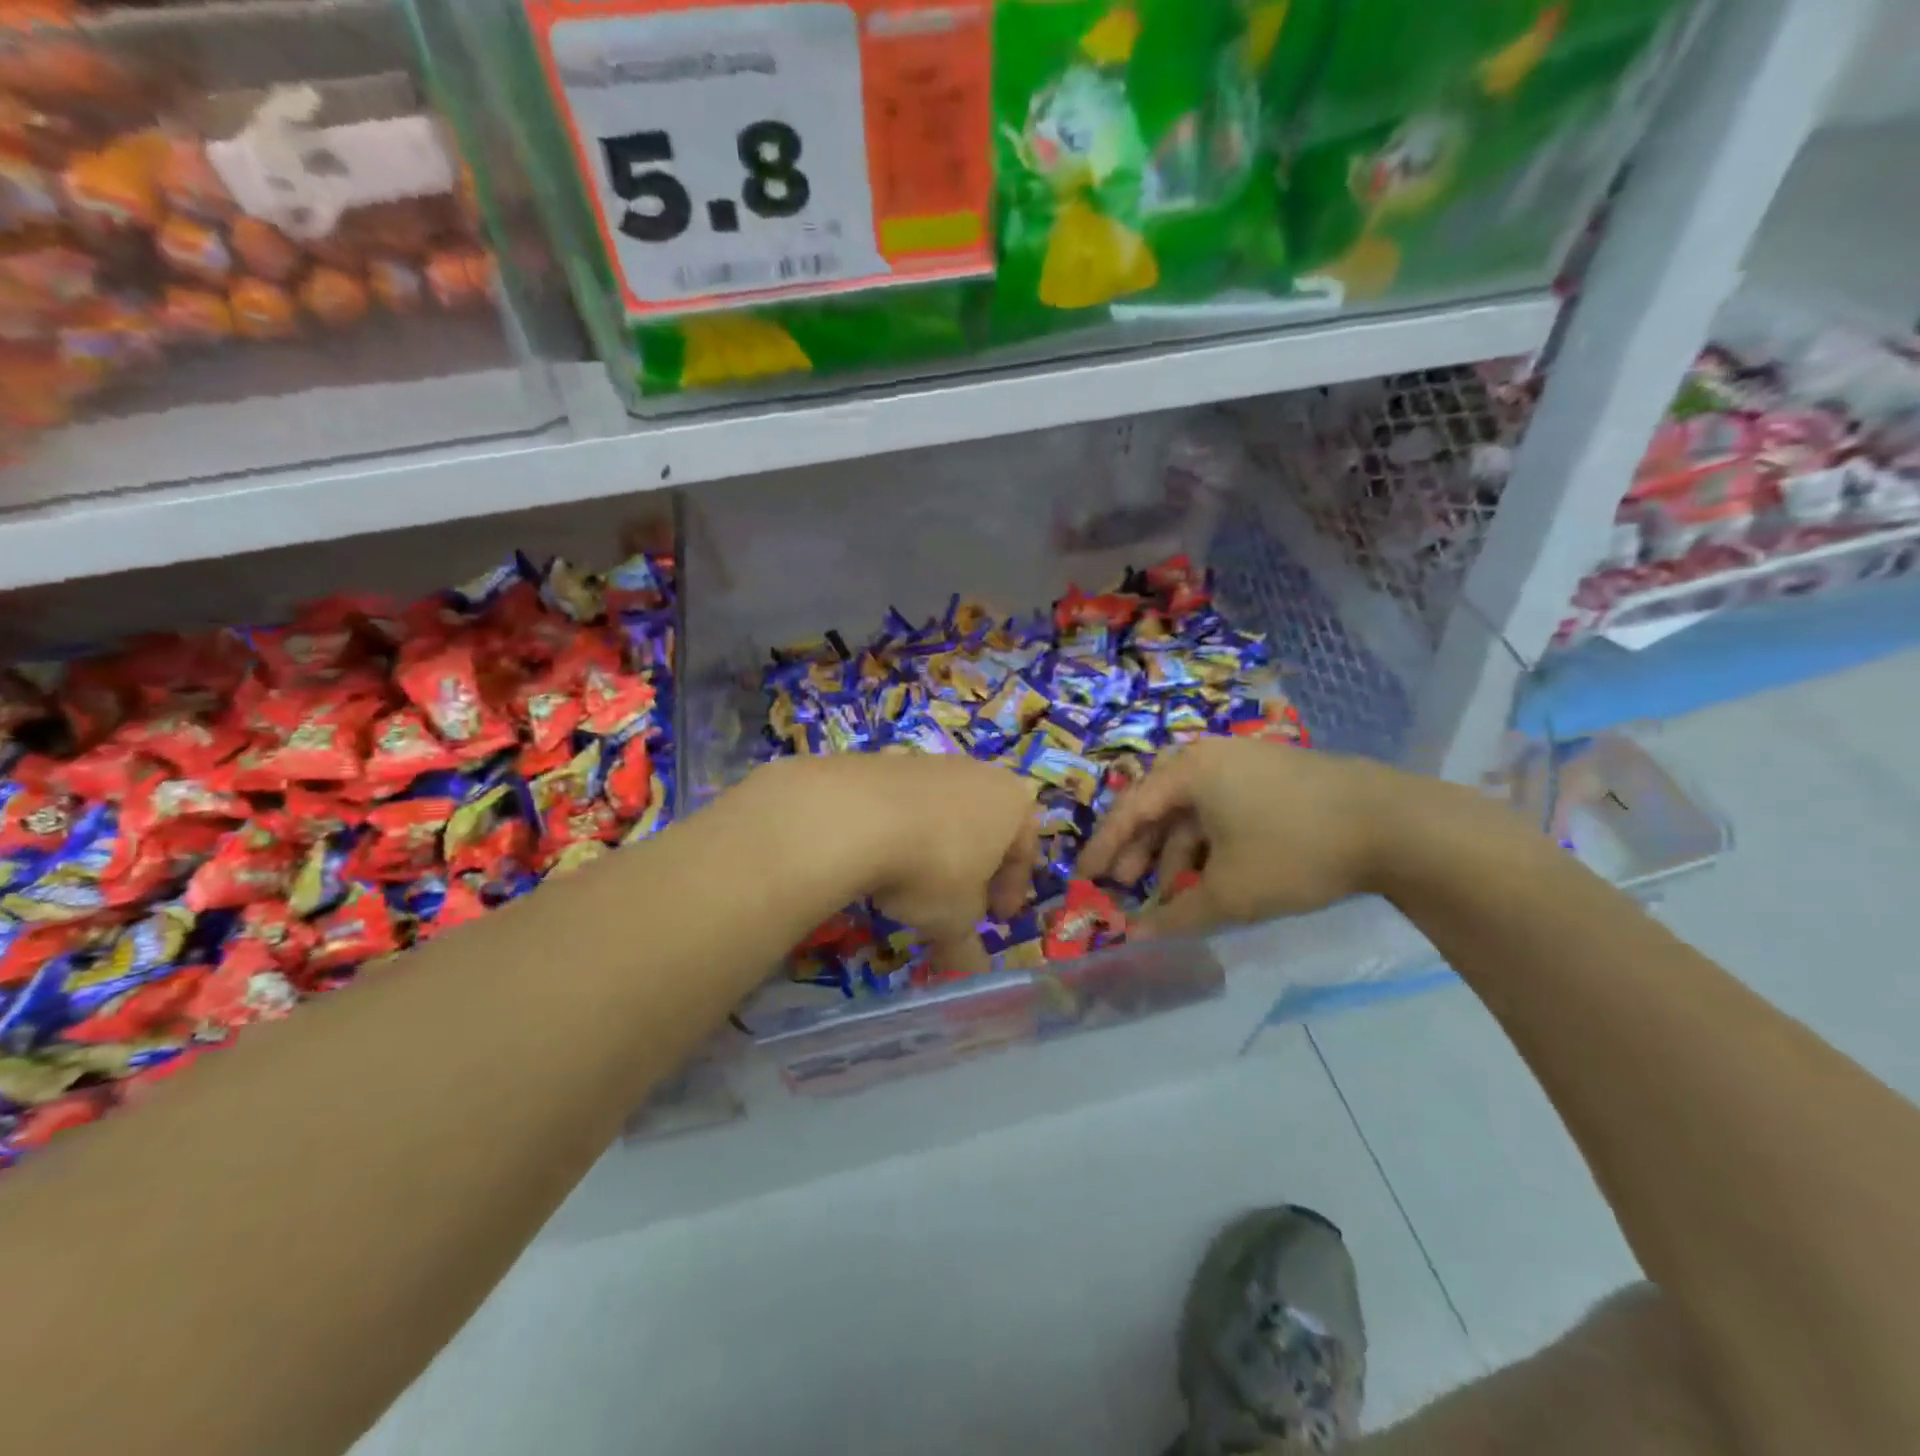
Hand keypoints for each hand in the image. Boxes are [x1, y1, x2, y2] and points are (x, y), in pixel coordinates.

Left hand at [754, 753, 1039, 975]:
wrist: (855, 815)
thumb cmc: (932, 867)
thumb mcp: (955, 919)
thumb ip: (968, 948)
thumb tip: (974, 976)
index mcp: (1013, 802)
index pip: (1024, 851)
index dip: (1011, 890)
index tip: (995, 919)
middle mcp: (978, 772)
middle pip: (985, 826)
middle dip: (975, 865)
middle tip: (958, 900)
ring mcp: (930, 761)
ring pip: (943, 812)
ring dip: (934, 845)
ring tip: (910, 883)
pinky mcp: (885, 760)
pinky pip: (901, 803)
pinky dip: (897, 829)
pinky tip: (877, 856)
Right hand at [1079, 738, 1415, 935]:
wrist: (1396, 825)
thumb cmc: (1295, 850)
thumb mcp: (1231, 893)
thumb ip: (1177, 917)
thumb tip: (1134, 939)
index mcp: (1190, 771)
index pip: (1130, 809)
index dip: (1104, 847)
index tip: (1084, 877)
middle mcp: (1211, 756)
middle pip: (1159, 806)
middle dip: (1140, 850)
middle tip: (1127, 887)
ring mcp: (1247, 763)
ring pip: (1195, 811)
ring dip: (1178, 852)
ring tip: (1176, 894)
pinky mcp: (1276, 777)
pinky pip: (1224, 809)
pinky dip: (1211, 843)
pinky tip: (1217, 874)